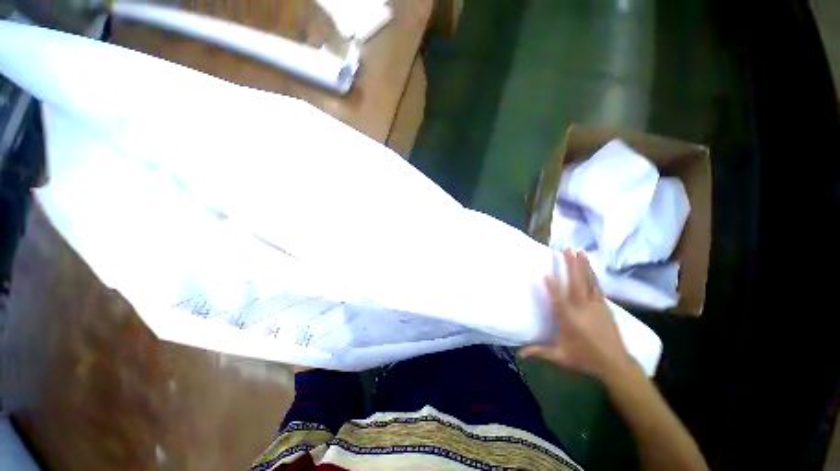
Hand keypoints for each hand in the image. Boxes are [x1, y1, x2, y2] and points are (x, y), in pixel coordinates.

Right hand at [521, 249, 634, 380]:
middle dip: (571, 266)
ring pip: (588, 281)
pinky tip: (590, 268)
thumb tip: (519, 354)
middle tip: (567, 250)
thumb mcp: (560, 357)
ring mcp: (595, 306)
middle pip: (575, 283)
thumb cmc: (585, 358)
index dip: (552, 287)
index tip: (546, 273)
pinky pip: (597, 287)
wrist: (616, 363)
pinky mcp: (604, 306)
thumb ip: (539, 352)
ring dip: (583, 266)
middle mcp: (582, 309)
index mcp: (569, 319)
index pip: (558, 300)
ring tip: (579, 251)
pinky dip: (592, 275)